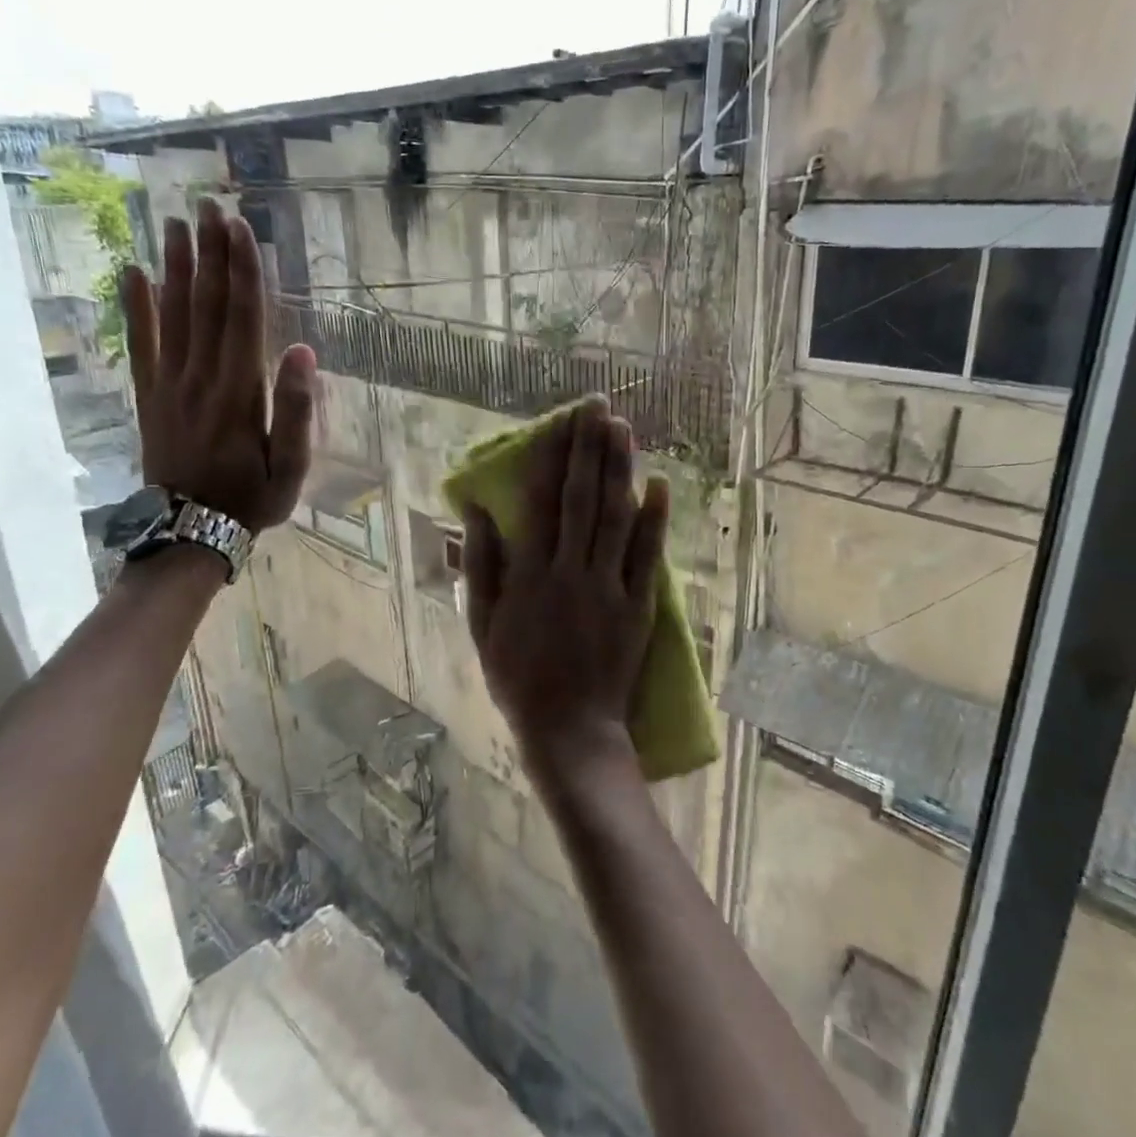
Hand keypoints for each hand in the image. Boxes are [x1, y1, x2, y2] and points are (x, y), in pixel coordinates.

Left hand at [120, 198, 315, 532]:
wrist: (190, 532)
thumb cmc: (253, 498)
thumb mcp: (293, 467)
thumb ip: (298, 410)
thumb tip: (303, 352)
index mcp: (239, 391)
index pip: (242, 318)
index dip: (242, 271)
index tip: (240, 228)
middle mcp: (200, 377)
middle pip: (205, 304)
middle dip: (210, 253)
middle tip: (209, 205)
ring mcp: (169, 385)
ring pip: (172, 315)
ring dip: (175, 267)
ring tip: (175, 223)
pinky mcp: (148, 397)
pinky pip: (141, 344)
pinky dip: (136, 308)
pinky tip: (132, 273)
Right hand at [462, 396, 669, 798]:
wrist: (568, 729)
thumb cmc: (518, 678)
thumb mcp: (482, 625)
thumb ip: (480, 566)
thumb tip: (476, 512)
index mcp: (529, 575)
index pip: (542, 502)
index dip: (552, 458)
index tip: (562, 422)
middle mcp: (569, 571)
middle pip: (582, 499)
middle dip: (590, 448)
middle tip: (598, 407)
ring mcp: (608, 588)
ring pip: (615, 518)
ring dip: (620, 470)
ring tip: (624, 429)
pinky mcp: (637, 606)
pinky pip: (647, 557)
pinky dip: (654, 520)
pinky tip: (659, 484)